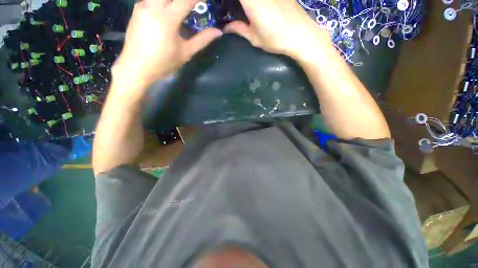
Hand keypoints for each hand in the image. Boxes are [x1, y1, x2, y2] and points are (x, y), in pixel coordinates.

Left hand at [112, 0, 222, 91]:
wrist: (136, 67)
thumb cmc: (163, 62)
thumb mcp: (185, 53)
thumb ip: (202, 40)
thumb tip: (218, 32)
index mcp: (167, 18)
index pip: (186, 0)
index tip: (206, 1)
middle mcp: (152, 6)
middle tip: (193, 5)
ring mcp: (142, 5)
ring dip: (173, 0)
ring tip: (181, 10)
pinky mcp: (137, 9)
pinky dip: (163, 2)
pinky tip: (168, 10)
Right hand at [225, 0, 331, 60]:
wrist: (301, 35)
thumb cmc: (275, 39)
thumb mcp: (255, 38)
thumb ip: (239, 29)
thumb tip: (227, 27)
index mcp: (252, 1)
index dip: (227, 0)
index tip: (224, 5)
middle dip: (240, 3)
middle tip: (239, 11)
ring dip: (248, 4)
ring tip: (246, 10)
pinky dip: (257, 2)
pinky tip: (257, 8)